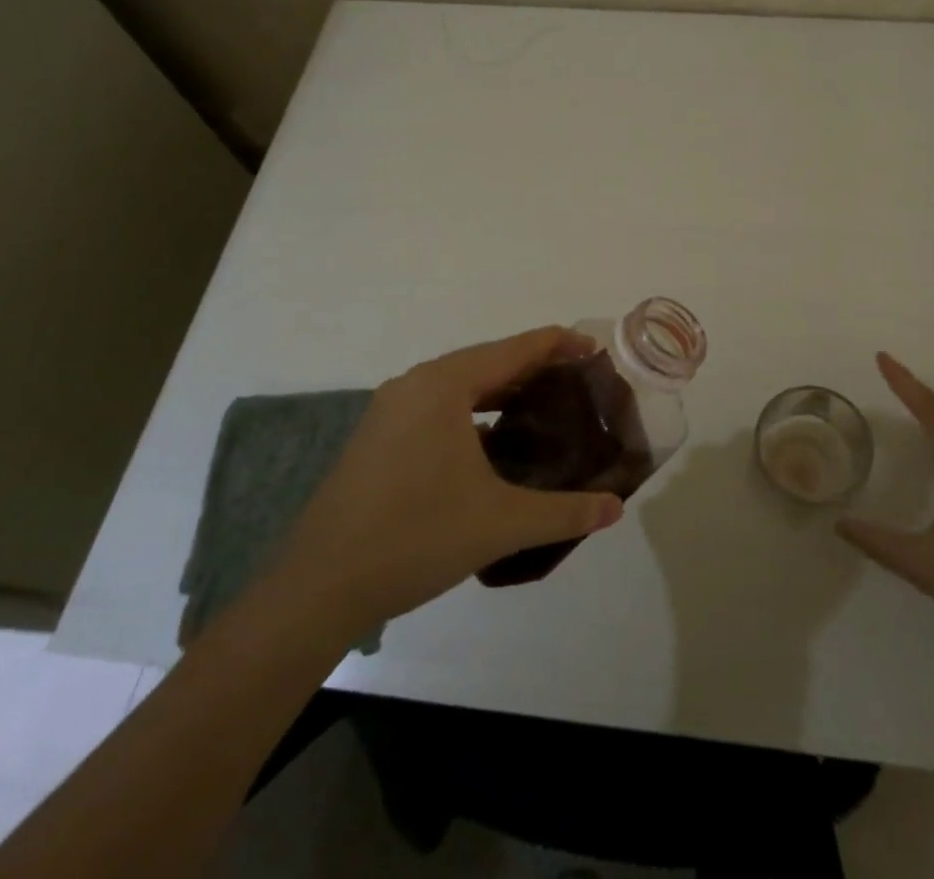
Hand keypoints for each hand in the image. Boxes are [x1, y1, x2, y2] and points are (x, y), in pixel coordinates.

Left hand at [265, 327, 623, 631]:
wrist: (318, 588)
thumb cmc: (415, 537)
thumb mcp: (500, 524)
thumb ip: (564, 512)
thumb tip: (615, 510)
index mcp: (444, 385)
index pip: (515, 348)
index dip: (559, 345)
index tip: (595, 351)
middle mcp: (416, 384)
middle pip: (488, 361)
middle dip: (535, 368)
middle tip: (577, 385)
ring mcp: (391, 410)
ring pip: (461, 385)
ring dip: (502, 392)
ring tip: (543, 410)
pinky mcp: (378, 437)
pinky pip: (439, 407)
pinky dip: (473, 413)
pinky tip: (493, 445)